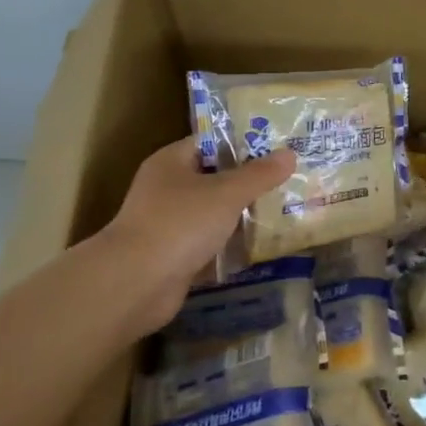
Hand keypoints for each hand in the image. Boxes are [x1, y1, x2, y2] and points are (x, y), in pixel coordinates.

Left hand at [100, 138, 295, 329]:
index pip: (211, 142)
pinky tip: (262, 245)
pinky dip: (231, 245)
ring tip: (284, 210)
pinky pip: (211, 243)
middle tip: (289, 179)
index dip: (244, 142)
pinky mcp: (175, 256)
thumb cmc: (180, 224)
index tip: (278, 146)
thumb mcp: (227, 193)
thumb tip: (290, 154)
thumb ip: (259, 174)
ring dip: (243, 215)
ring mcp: (170, 224)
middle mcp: (167, 188)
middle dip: (250, 181)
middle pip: (215, 178)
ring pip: (214, 213)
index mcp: (172, 162)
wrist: (136, 283)